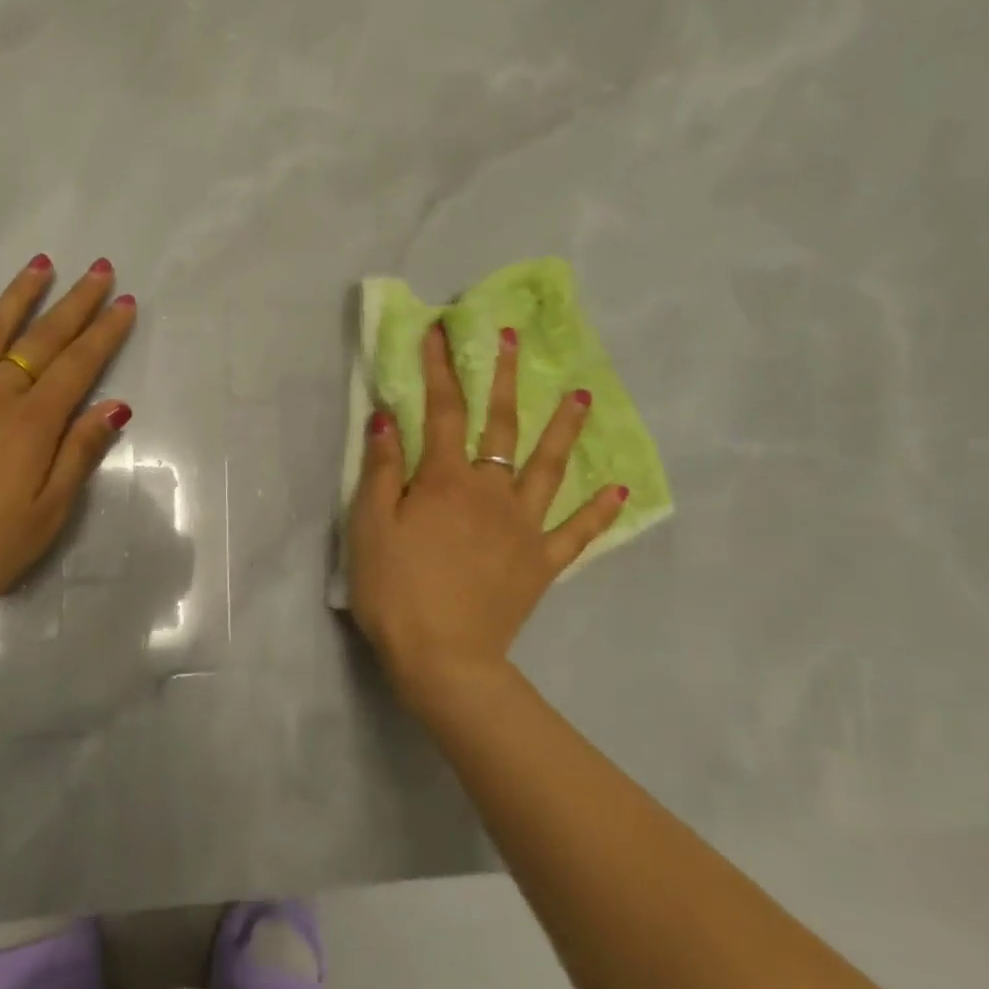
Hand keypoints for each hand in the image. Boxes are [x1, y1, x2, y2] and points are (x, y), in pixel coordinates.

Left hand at [0, 255, 136, 614]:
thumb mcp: (47, 514)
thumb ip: (79, 454)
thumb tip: (115, 406)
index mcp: (33, 424)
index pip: (79, 366)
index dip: (105, 333)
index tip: (126, 302)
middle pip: (43, 340)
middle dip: (76, 304)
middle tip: (99, 270)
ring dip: (19, 295)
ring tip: (42, 264)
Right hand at [348, 322, 626, 703]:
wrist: (442, 657)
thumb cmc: (395, 590)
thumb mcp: (369, 527)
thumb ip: (382, 470)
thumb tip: (387, 416)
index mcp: (446, 480)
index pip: (442, 411)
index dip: (440, 369)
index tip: (440, 331)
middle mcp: (491, 491)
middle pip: (501, 426)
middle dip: (504, 379)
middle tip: (513, 339)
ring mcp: (524, 526)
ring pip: (548, 467)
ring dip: (563, 429)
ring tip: (582, 395)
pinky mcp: (542, 562)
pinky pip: (577, 532)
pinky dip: (599, 511)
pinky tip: (619, 489)